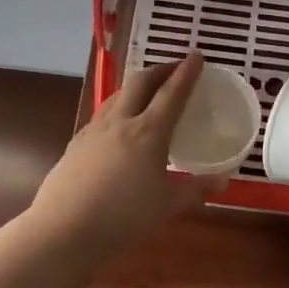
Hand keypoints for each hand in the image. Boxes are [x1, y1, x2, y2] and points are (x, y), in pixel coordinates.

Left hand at [29, 54, 225, 253]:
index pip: (172, 93)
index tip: (197, 57)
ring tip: (147, 90)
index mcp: (148, 132)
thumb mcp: (168, 206)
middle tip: (174, 68)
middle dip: (160, 70)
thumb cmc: (124, 218)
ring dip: (136, 86)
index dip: (186, 73)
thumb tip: (223, 180)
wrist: (65, 230)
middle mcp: (120, 122)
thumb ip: (196, 189)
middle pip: (140, 83)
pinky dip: (118, 107)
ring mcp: (93, 130)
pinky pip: (101, 114)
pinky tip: (118, 124)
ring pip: (117, 95)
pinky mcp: (76, 143)